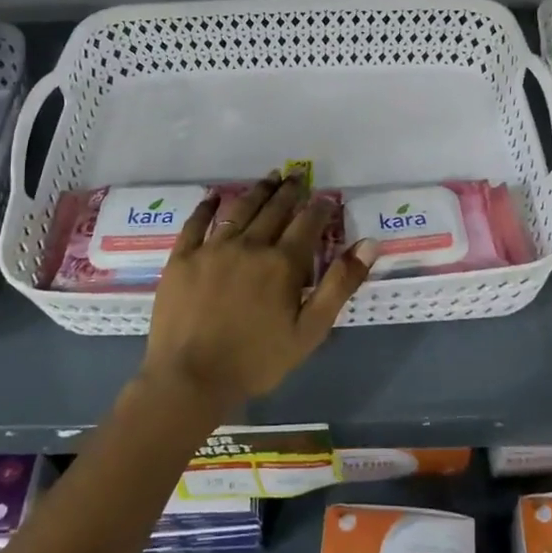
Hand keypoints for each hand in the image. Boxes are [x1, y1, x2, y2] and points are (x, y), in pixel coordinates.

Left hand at [140, 174, 376, 414]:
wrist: (190, 378)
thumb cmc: (256, 360)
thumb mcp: (310, 330)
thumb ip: (339, 284)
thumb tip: (368, 244)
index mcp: (282, 263)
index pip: (307, 223)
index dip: (320, 207)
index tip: (327, 197)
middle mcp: (249, 245)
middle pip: (274, 209)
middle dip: (289, 190)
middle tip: (297, 174)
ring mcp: (213, 248)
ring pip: (240, 209)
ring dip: (258, 191)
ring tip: (269, 177)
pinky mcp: (183, 258)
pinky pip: (196, 223)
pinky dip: (207, 206)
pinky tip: (215, 196)